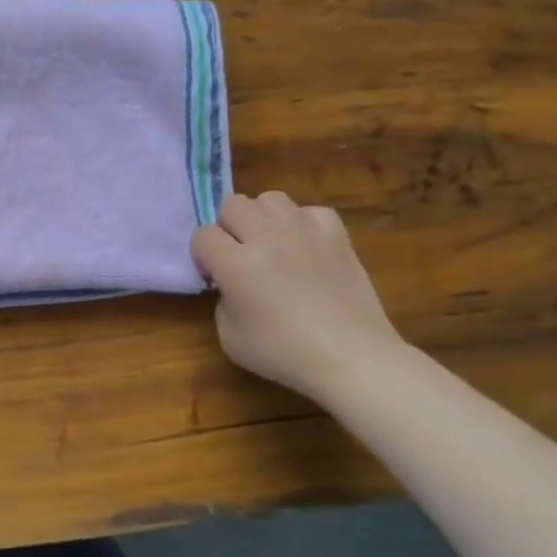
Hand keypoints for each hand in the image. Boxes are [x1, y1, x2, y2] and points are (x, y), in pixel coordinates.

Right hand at [191, 192, 403, 400]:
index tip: (214, 276)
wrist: (353, 358)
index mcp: (236, 264)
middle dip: (228, 227)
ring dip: (263, 218)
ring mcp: (305, 231)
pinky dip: (303, 224)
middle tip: (239, 255)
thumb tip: (232, 284)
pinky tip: (305, 247)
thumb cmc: (285, 353)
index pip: (203, 235)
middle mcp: (267, 237)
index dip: (203, 255)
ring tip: (271, 244)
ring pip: (270, 198)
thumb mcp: (229, 335)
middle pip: (232, 204)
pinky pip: (310, 211)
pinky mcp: (337, 235)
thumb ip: (222, 299)